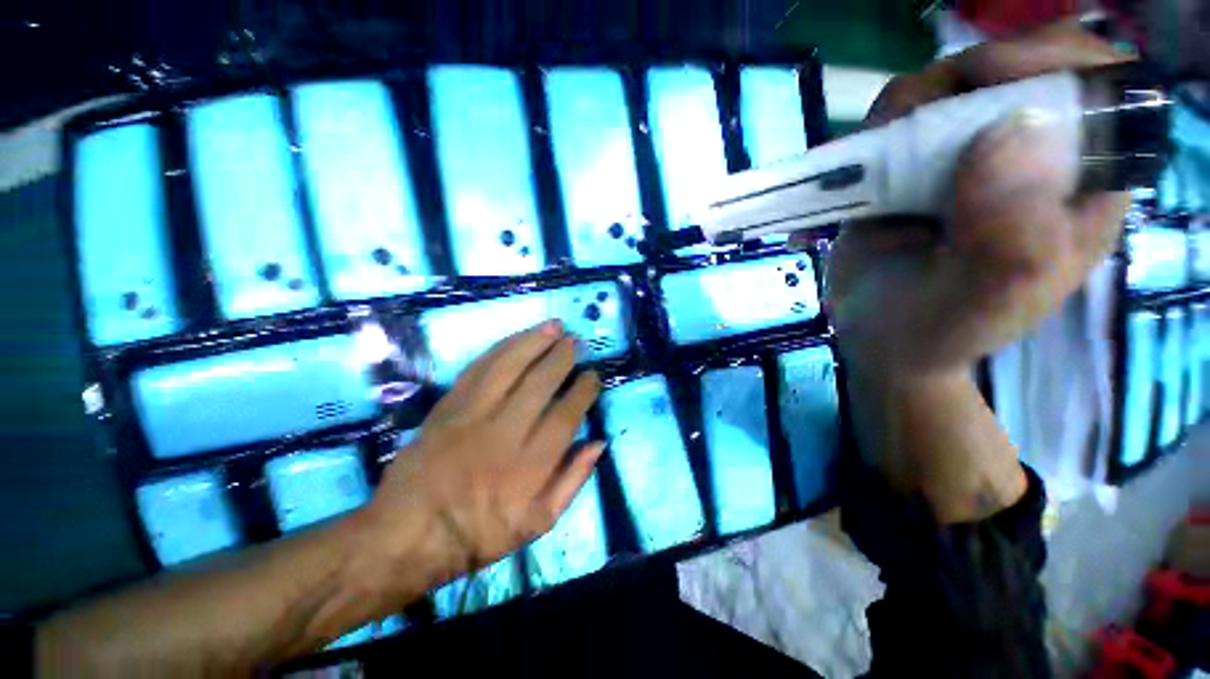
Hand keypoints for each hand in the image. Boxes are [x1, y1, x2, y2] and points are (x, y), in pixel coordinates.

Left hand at [363, 320, 602, 590]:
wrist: (407, 535)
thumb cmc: (479, 534)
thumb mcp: (538, 523)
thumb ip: (573, 481)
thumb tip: (598, 442)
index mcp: (528, 467)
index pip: (565, 416)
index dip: (582, 391)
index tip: (592, 376)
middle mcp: (502, 434)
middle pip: (539, 383)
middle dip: (562, 357)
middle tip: (576, 342)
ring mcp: (470, 416)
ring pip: (508, 367)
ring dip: (534, 341)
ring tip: (554, 326)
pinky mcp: (447, 407)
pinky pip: (478, 369)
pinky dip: (501, 348)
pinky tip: (518, 338)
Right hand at [798, 22, 1130, 381]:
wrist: (877, 338)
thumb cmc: (936, 331)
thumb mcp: (983, 302)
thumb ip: (1010, 237)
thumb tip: (1012, 131)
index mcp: (1082, 187)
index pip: (1104, 88)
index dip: (1058, 61)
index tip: (992, 78)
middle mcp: (1034, 158)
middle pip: (1022, 68)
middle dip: (967, 81)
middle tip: (919, 127)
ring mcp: (971, 157)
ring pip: (953, 84)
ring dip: (910, 109)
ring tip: (880, 165)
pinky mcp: (918, 165)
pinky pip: (903, 116)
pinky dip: (876, 130)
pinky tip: (864, 171)